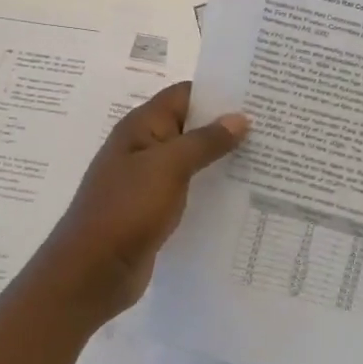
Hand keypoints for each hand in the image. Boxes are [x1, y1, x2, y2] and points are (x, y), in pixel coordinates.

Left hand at [31, 82, 248, 325]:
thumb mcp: (169, 167)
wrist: (91, 272)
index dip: (218, 90)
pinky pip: (190, 188)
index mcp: (141, 127)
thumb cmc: (126, 209)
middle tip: (271, 126)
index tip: (257, 94)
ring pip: (192, 158)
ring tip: (266, 157)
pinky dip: (212, 186)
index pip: (184, 94)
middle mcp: (144, 148)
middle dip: (227, 124)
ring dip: (222, 157)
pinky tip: (242, 192)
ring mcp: (149, 180)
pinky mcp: (155, 209)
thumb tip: (239, 118)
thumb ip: (205, 141)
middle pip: (191, 125)